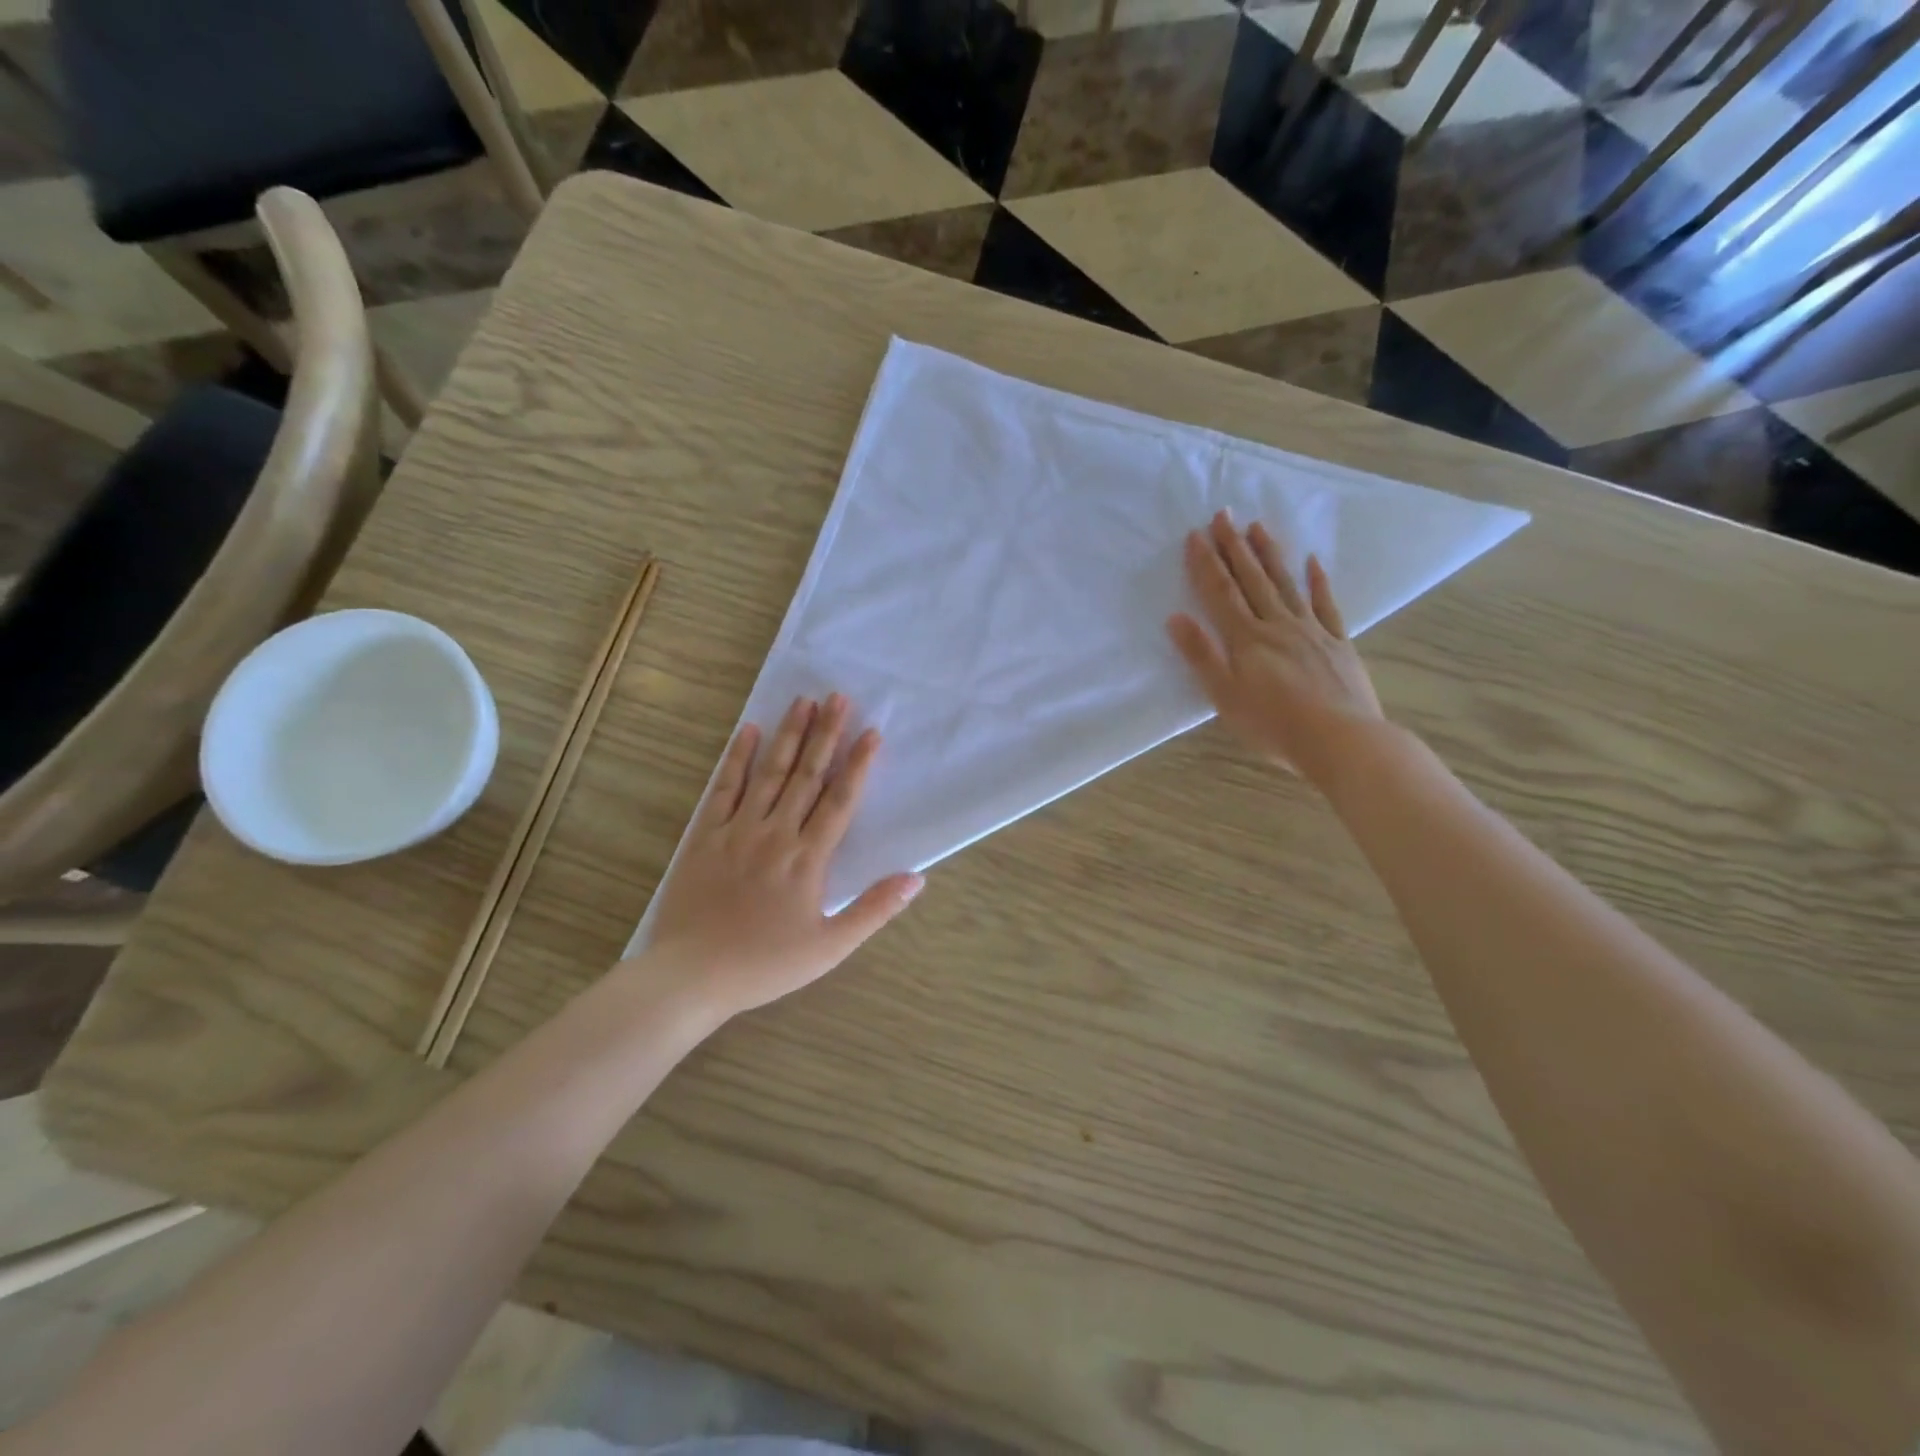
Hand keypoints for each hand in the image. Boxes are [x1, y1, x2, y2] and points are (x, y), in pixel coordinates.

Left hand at [640, 694, 921, 1020]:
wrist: (691, 976)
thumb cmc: (764, 965)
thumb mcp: (829, 947)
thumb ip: (874, 910)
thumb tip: (917, 877)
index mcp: (808, 859)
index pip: (840, 800)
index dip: (858, 764)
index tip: (871, 732)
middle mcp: (776, 833)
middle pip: (807, 775)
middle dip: (825, 734)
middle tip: (837, 697)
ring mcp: (737, 830)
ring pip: (769, 773)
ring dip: (789, 735)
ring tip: (803, 701)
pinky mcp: (704, 835)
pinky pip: (724, 788)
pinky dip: (737, 758)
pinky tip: (749, 731)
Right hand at [1167, 512, 1384, 784]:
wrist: (1340, 740)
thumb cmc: (1273, 724)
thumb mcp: (1225, 696)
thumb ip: (1202, 655)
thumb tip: (1176, 618)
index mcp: (1247, 639)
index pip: (1221, 594)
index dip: (1207, 564)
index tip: (1196, 535)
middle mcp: (1278, 625)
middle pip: (1252, 580)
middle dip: (1235, 547)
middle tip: (1224, 514)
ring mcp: (1311, 631)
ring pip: (1286, 585)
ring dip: (1269, 555)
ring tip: (1258, 526)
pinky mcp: (1338, 643)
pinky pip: (1326, 605)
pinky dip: (1318, 582)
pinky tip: (1313, 562)